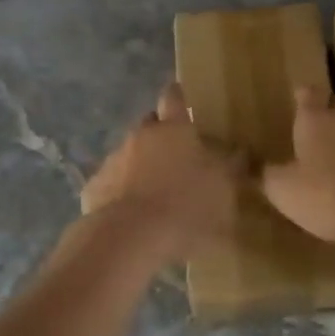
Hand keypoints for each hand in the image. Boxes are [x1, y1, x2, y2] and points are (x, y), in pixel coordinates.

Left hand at [78, 83, 241, 265]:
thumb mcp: (223, 190)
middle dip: (160, 135)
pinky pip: (110, 185)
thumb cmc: (185, 208)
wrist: (128, 240)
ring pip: (129, 156)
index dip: (178, 96)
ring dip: (140, 168)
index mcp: (173, 129)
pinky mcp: (93, 189)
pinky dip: (120, 194)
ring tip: (155, 195)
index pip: (175, 98)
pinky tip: (131, 217)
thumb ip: (232, 167)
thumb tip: (240, 151)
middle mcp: (140, 136)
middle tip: (177, 157)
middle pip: (149, 126)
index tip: (180, 94)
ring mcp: (112, 161)